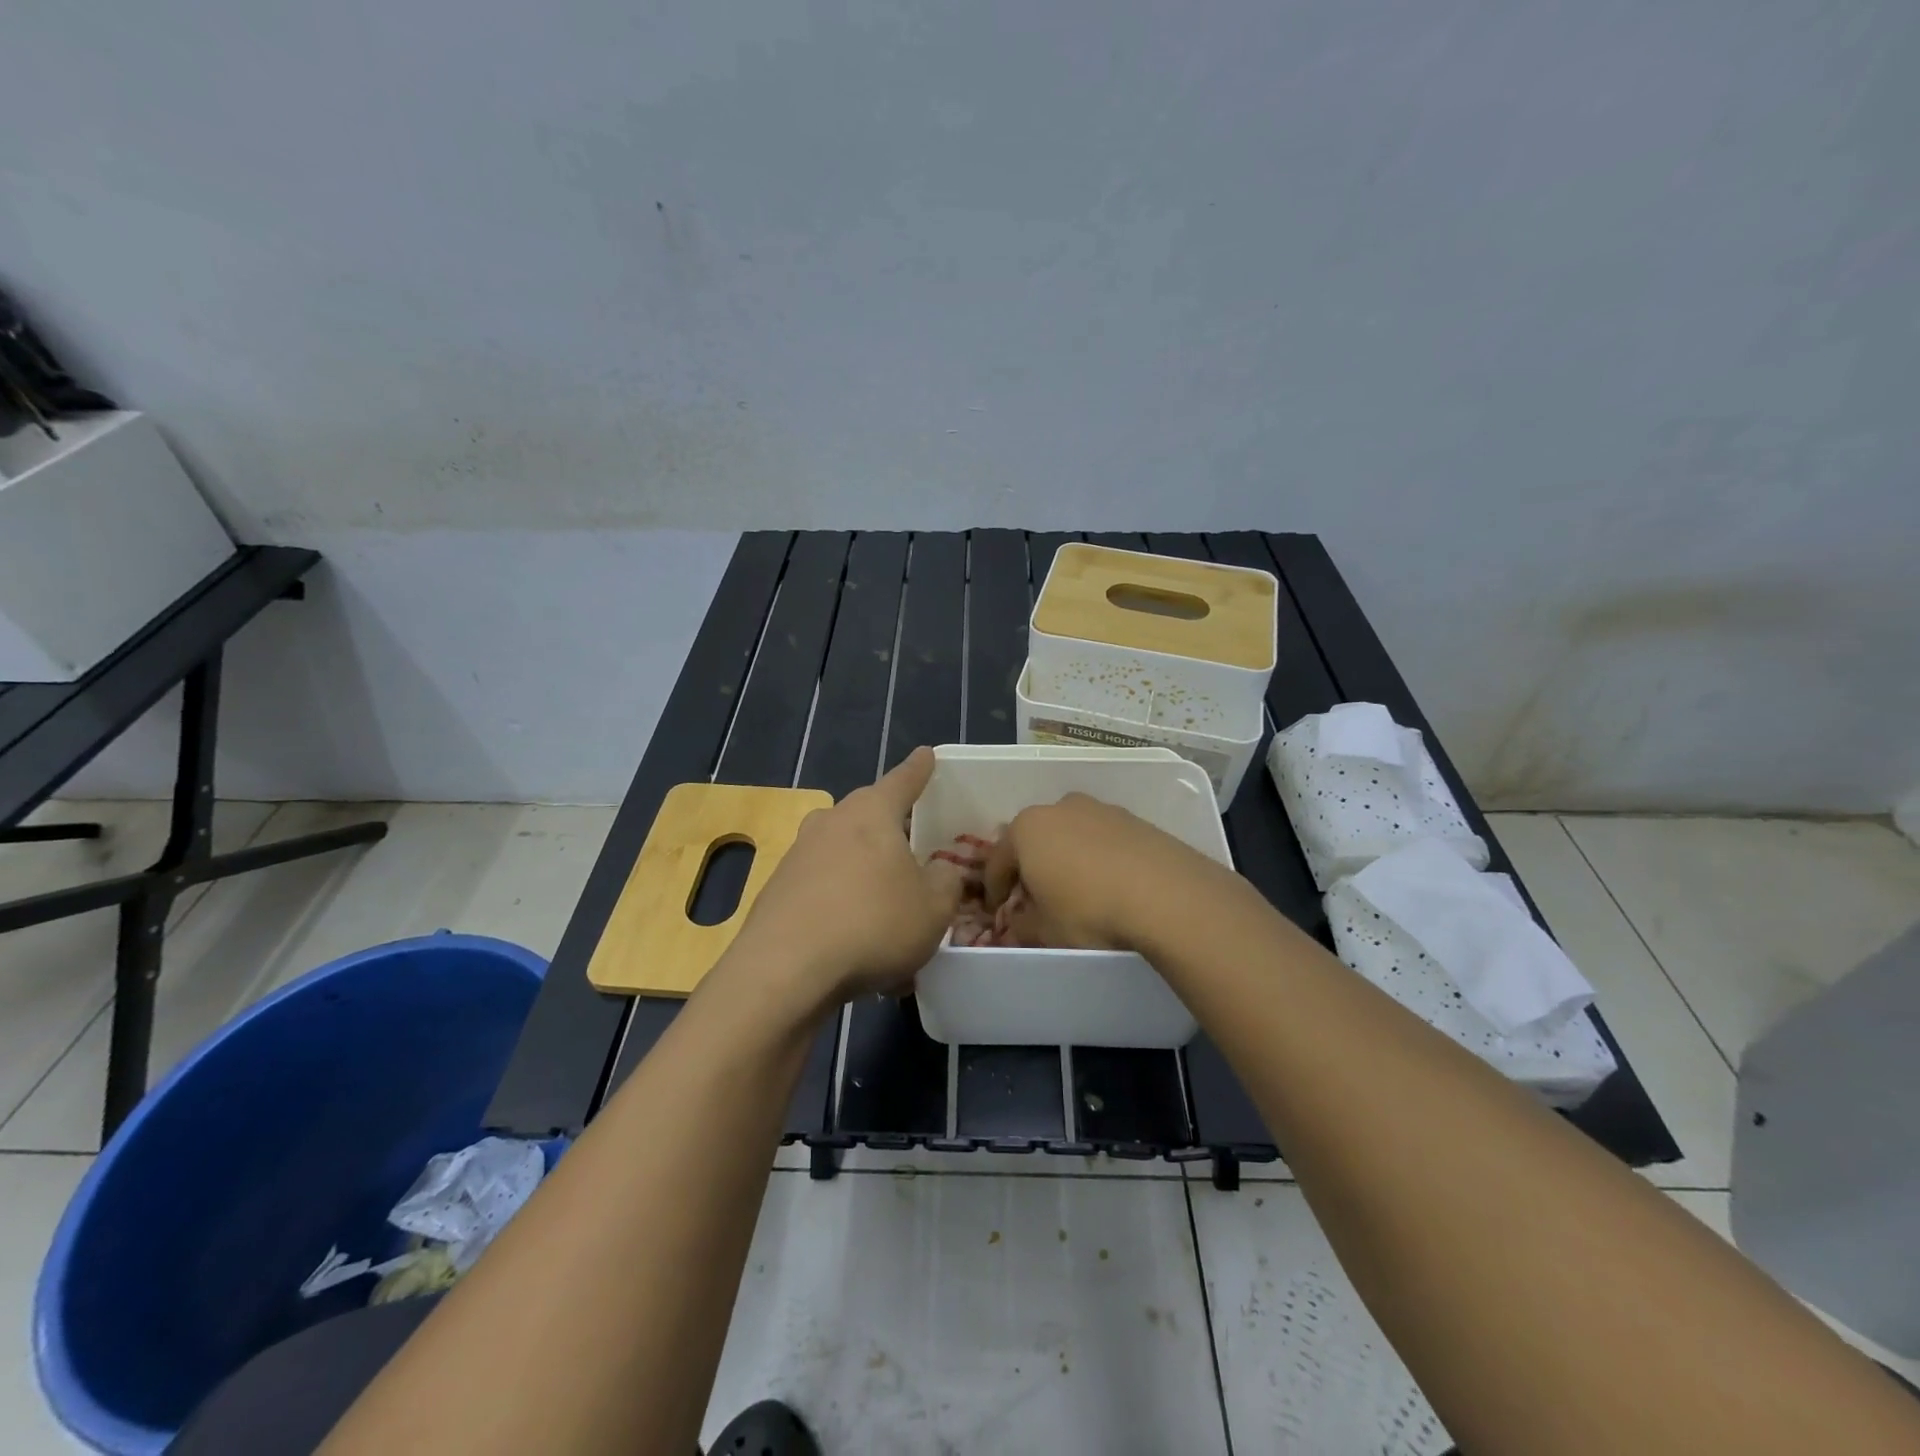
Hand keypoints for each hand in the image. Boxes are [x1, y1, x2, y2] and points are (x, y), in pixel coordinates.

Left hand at [731, 747, 964, 1008]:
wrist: (784, 970)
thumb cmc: (873, 925)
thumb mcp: (933, 908)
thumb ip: (946, 881)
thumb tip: (941, 869)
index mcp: (872, 813)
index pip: (904, 780)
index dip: (920, 769)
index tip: (926, 754)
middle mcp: (832, 822)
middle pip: (868, 815)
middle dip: (891, 829)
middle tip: (914, 848)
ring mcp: (799, 855)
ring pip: (845, 856)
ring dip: (867, 877)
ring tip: (890, 916)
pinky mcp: (777, 890)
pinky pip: (824, 889)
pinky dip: (843, 907)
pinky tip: (858, 948)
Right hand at [982, 792, 1214, 952]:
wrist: (1169, 896)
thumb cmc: (1090, 913)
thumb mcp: (1046, 932)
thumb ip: (1023, 925)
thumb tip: (1018, 923)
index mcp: (1027, 829)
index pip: (997, 861)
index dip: (994, 890)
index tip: (997, 912)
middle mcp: (1060, 808)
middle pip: (1035, 840)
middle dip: (1032, 868)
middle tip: (1036, 900)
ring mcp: (1101, 809)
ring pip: (1071, 836)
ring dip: (1067, 860)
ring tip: (1078, 893)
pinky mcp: (1135, 820)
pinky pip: (1104, 840)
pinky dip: (1099, 859)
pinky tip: (1111, 886)